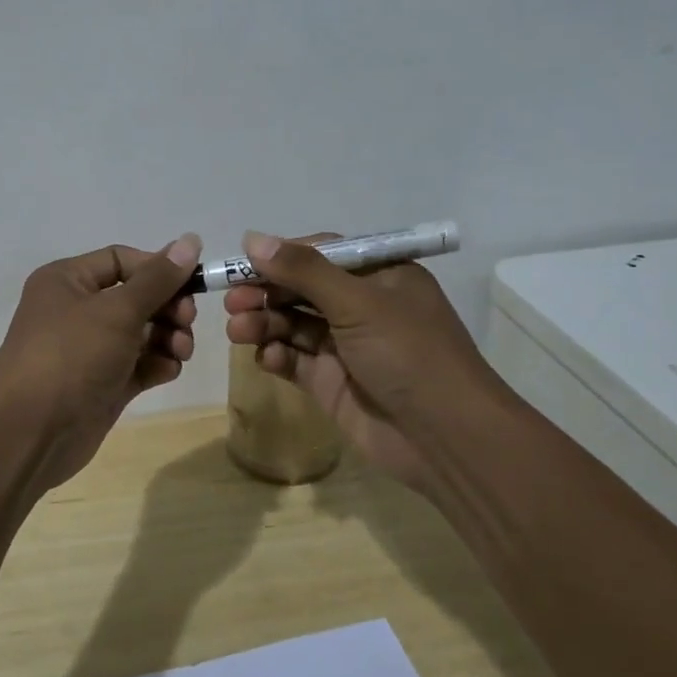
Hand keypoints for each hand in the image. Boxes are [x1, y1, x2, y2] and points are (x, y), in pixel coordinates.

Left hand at [0, 235, 202, 490]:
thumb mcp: (118, 310)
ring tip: (181, 350)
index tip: (194, 282)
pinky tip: (168, 370)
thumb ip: (158, 278)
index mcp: (68, 280)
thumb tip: (191, 240)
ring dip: (169, 336)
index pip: (122, 260)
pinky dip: (157, 364)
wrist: (30, 432)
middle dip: (168, 306)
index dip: (158, 268)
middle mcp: (78, 310)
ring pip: (142, 332)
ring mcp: (91, 350)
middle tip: (187, 320)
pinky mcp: (103, 384)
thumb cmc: (71, 354)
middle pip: (137, 296)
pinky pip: (139, 364)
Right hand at [222, 231, 502, 495]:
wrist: (445, 437)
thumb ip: (303, 271)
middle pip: (301, 290)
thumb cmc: (408, 353)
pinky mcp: (331, 382)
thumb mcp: (358, 302)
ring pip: (292, 325)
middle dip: (265, 292)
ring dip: (264, 323)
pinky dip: (275, 355)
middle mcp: (361, 307)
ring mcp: (345, 346)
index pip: (320, 254)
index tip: (243, 263)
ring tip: (238, 330)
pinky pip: (294, 360)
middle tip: (232, 301)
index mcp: (379, 276)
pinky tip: (264, 357)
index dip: (280, 257)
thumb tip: (252, 239)